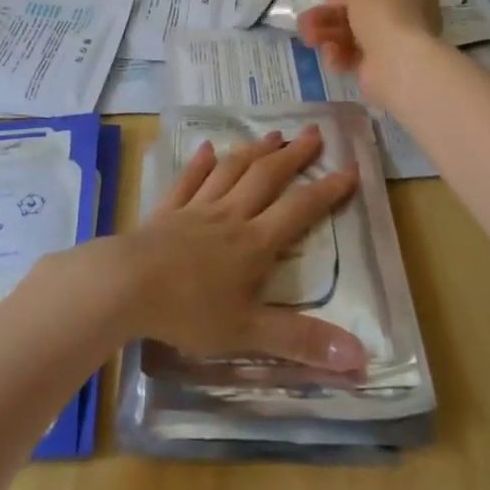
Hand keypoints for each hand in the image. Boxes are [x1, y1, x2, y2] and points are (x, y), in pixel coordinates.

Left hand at [103, 126, 365, 371]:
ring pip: (231, 171)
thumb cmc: (190, 310)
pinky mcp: (166, 211)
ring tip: (272, 135)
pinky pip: (187, 181)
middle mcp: (230, 216)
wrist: (127, 285)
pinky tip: (206, 149)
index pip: (299, 210)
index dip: (327, 190)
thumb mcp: (249, 333)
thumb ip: (302, 342)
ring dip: (254, 151)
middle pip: (266, 178)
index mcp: (254, 243)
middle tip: (314, 132)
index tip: (350, 168)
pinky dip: (199, 164)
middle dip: (293, 155)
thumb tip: (361, 357)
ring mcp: (196, 209)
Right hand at [297, 0, 442, 107]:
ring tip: (308, 38)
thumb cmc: (384, 15)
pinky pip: (353, 57)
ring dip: (326, 34)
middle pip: (358, 11)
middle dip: (328, 15)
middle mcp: (405, 14)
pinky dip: (338, 55)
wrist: (400, 63)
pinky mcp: (380, 68)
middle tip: (304, 20)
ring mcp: (393, 42)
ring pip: (352, 34)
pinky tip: (330, 56)